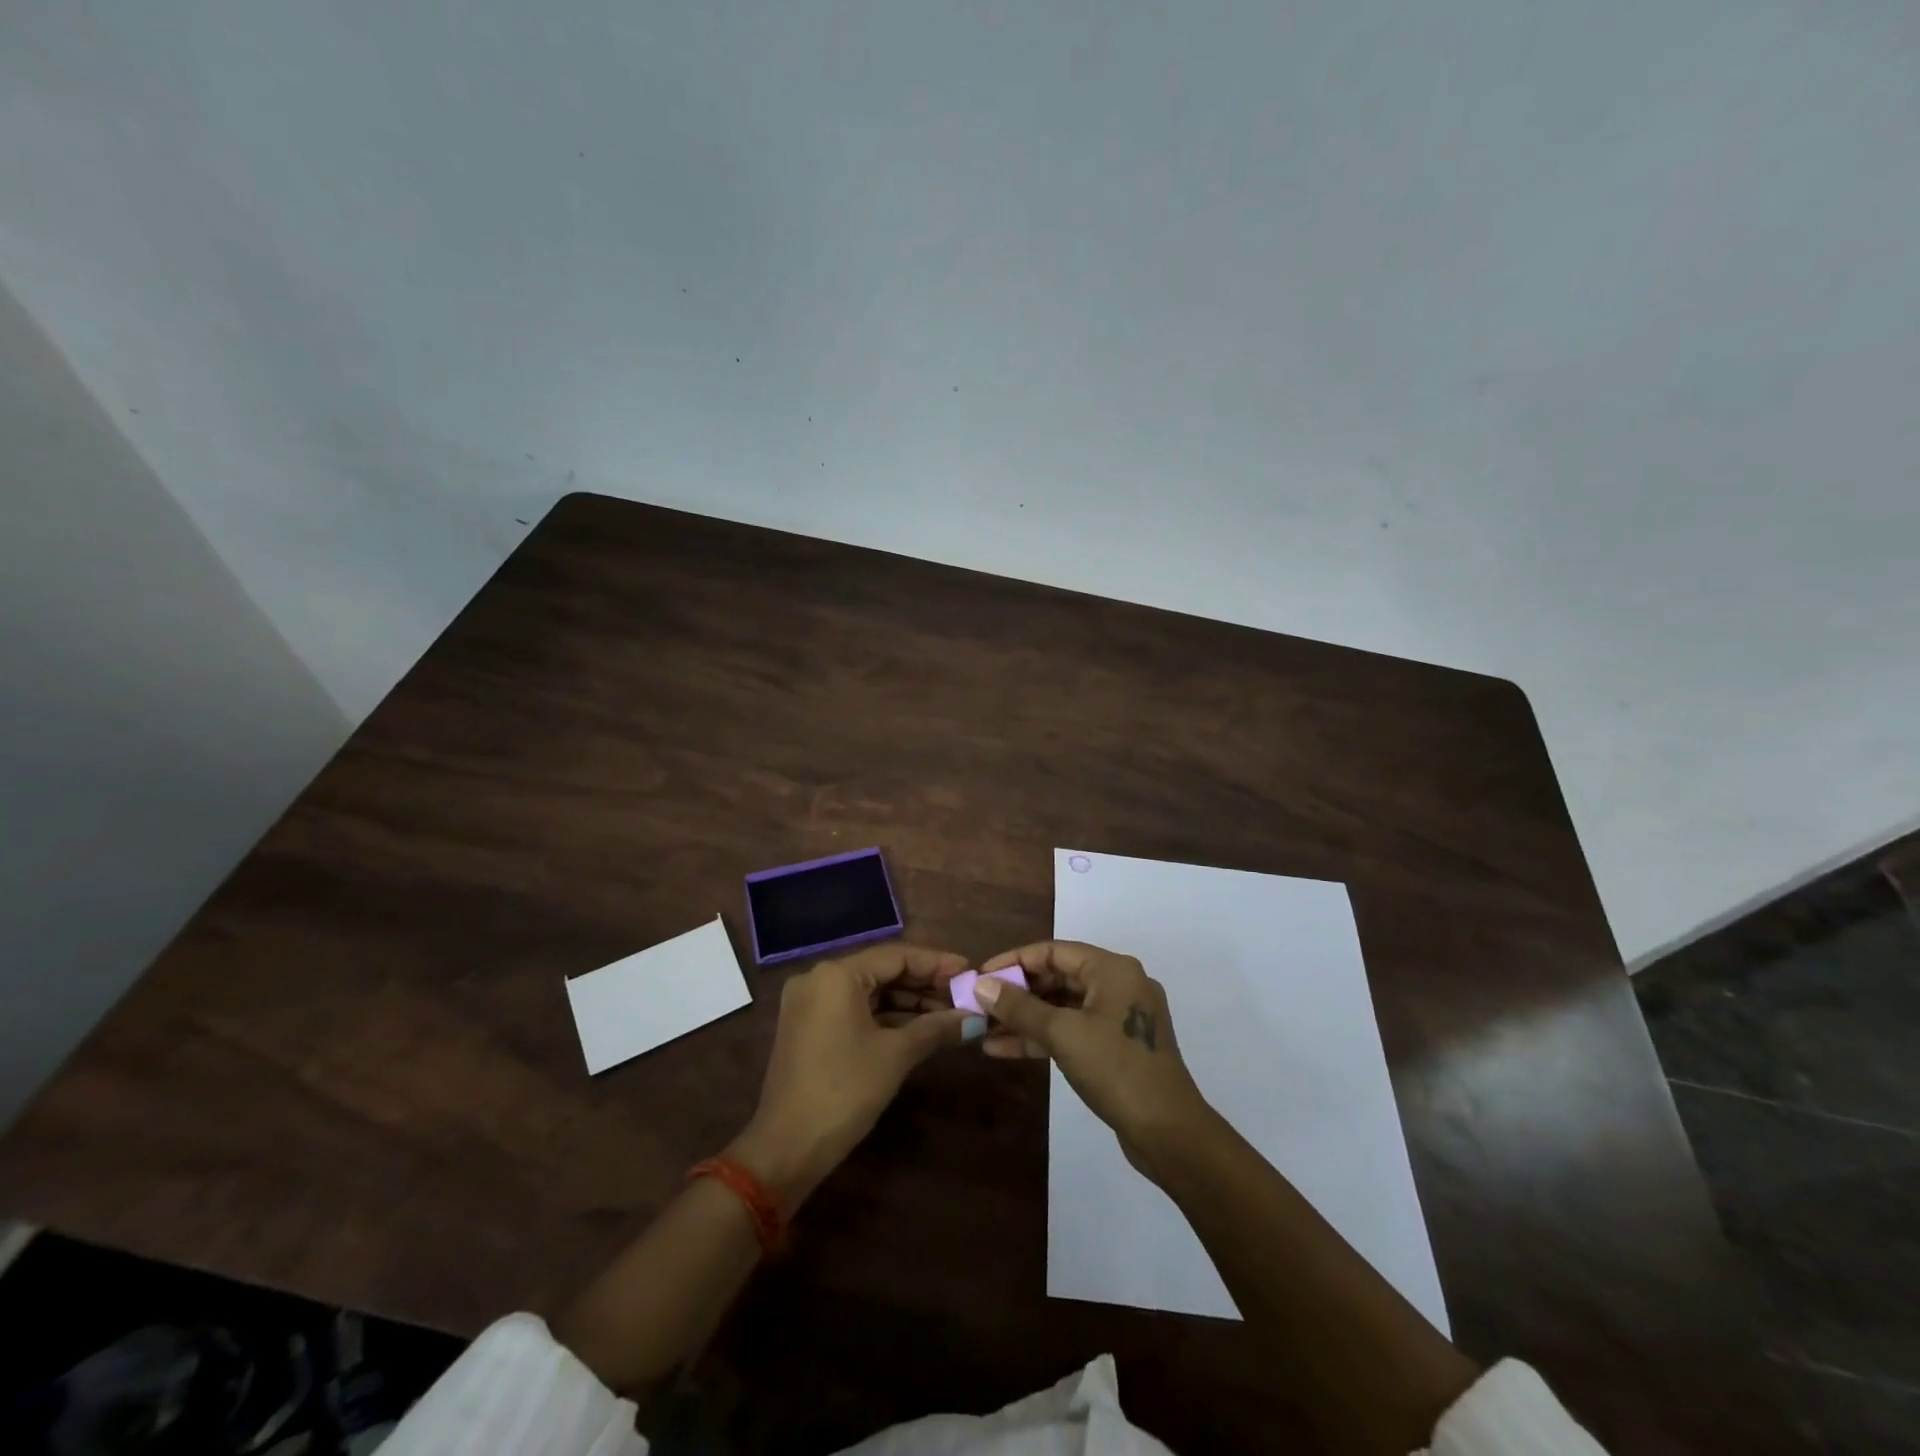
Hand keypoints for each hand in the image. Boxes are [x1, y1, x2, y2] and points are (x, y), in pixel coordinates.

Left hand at [728, 943, 968, 1209]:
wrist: (787, 1148)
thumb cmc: (845, 1090)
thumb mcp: (896, 1055)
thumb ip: (936, 1027)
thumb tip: (975, 1018)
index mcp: (837, 974)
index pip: (897, 955)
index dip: (936, 963)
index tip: (969, 971)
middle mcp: (818, 978)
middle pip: (882, 971)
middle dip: (924, 984)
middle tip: (963, 995)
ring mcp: (809, 1003)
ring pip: (869, 991)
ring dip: (907, 1002)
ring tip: (948, 1013)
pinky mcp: (808, 1026)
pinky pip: (854, 1009)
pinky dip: (884, 1016)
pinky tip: (918, 1027)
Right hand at [974, 941, 1211, 1170]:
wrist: (1169, 1133)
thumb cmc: (1116, 1069)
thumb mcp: (1062, 1034)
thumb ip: (1019, 1007)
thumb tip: (981, 985)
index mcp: (1113, 969)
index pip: (1053, 951)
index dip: (1014, 961)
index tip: (980, 976)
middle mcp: (1119, 985)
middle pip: (1058, 977)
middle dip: (1016, 992)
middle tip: (979, 1004)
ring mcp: (1119, 1018)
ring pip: (1062, 1008)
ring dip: (1024, 1018)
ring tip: (983, 1028)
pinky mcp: (1116, 1048)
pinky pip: (1072, 1031)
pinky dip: (1041, 1037)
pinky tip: (1004, 1049)